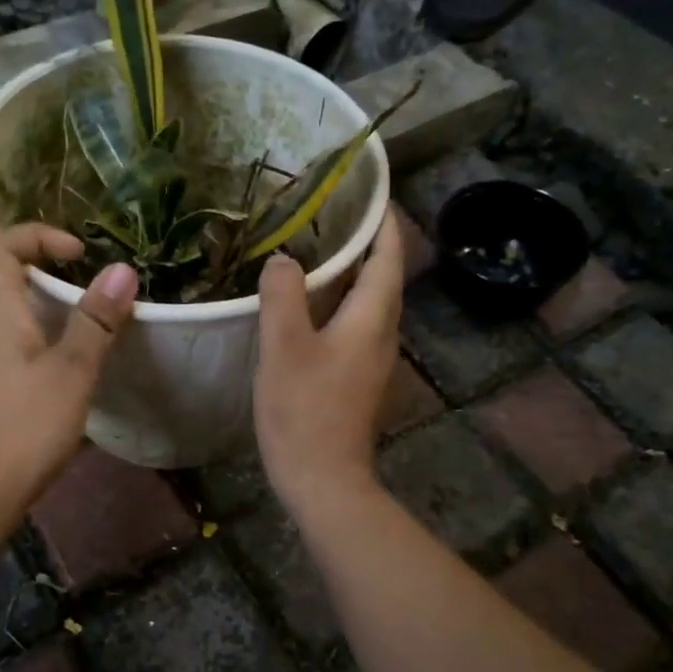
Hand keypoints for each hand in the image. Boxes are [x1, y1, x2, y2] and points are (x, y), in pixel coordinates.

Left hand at [0, 225, 137, 518]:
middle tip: (43, 260)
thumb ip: (96, 321)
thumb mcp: (72, 372)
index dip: (34, 235)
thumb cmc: (24, 427)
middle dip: (2, 251)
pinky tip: (37, 345)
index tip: (77, 252)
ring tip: (42, 295)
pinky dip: (4, 321)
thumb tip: (122, 269)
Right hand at [253, 208, 404, 519]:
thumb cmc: (305, 411)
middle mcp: (383, 333)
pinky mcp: (358, 378)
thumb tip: (285, 259)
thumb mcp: (285, 348)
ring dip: (350, 273)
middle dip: (365, 242)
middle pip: (383, 276)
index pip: (388, 256)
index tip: (369, 192)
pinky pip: (355, 324)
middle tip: (331, 214)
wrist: (324, 480)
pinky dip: (339, 301)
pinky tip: (308, 304)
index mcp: (372, 318)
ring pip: (368, 302)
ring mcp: (372, 358)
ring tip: (316, 249)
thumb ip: (284, 296)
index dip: (383, 222)